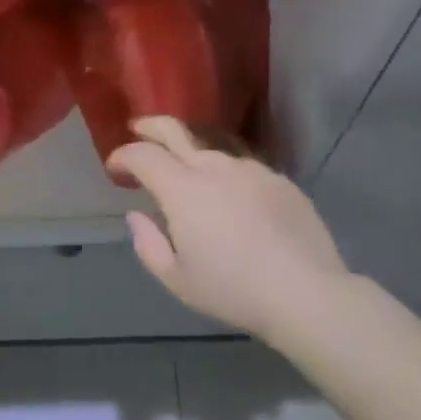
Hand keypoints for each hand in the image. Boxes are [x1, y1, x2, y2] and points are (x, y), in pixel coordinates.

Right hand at [108, 116, 352, 345]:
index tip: (115, 168)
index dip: (123, 156)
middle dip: (150, 127)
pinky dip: (224, 173)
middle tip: (137, 130)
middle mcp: (216, 168)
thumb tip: (137, 216)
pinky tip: (230, 197)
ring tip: (185, 171)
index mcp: (183, 190)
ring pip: (212, 149)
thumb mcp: (176, 279)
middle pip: (176, 131)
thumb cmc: (232, 290)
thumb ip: (148, 244)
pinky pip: (242, 168)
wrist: (306, 292)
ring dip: (190, 153)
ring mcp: (252, 170)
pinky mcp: (280, 180)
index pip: (143, 155)